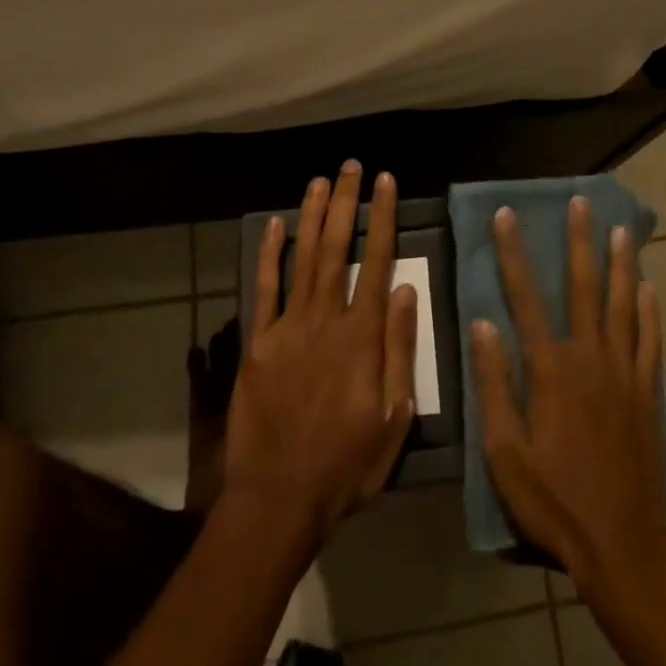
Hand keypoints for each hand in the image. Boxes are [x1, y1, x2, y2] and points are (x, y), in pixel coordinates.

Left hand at [223, 163, 417, 547]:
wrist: (279, 498)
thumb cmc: (347, 464)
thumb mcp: (394, 417)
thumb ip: (400, 350)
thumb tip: (408, 291)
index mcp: (362, 337)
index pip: (378, 262)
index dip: (383, 218)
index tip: (387, 183)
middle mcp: (325, 320)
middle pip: (337, 248)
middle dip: (346, 203)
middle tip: (351, 167)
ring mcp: (287, 329)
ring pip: (303, 259)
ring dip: (312, 216)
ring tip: (320, 181)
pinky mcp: (257, 343)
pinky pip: (264, 290)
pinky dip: (270, 255)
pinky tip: (274, 226)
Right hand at [472, 197, 665, 589]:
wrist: (620, 544)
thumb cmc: (553, 499)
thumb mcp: (504, 449)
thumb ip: (495, 383)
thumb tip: (483, 324)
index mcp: (550, 369)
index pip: (525, 297)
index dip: (514, 253)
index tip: (507, 215)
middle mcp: (590, 358)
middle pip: (584, 288)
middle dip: (580, 242)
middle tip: (581, 202)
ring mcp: (624, 373)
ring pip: (622, 305)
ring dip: (620, 264)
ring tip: (621, 229)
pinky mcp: (647, 394)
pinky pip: (650, 341)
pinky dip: (649, 312)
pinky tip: (649, 288)